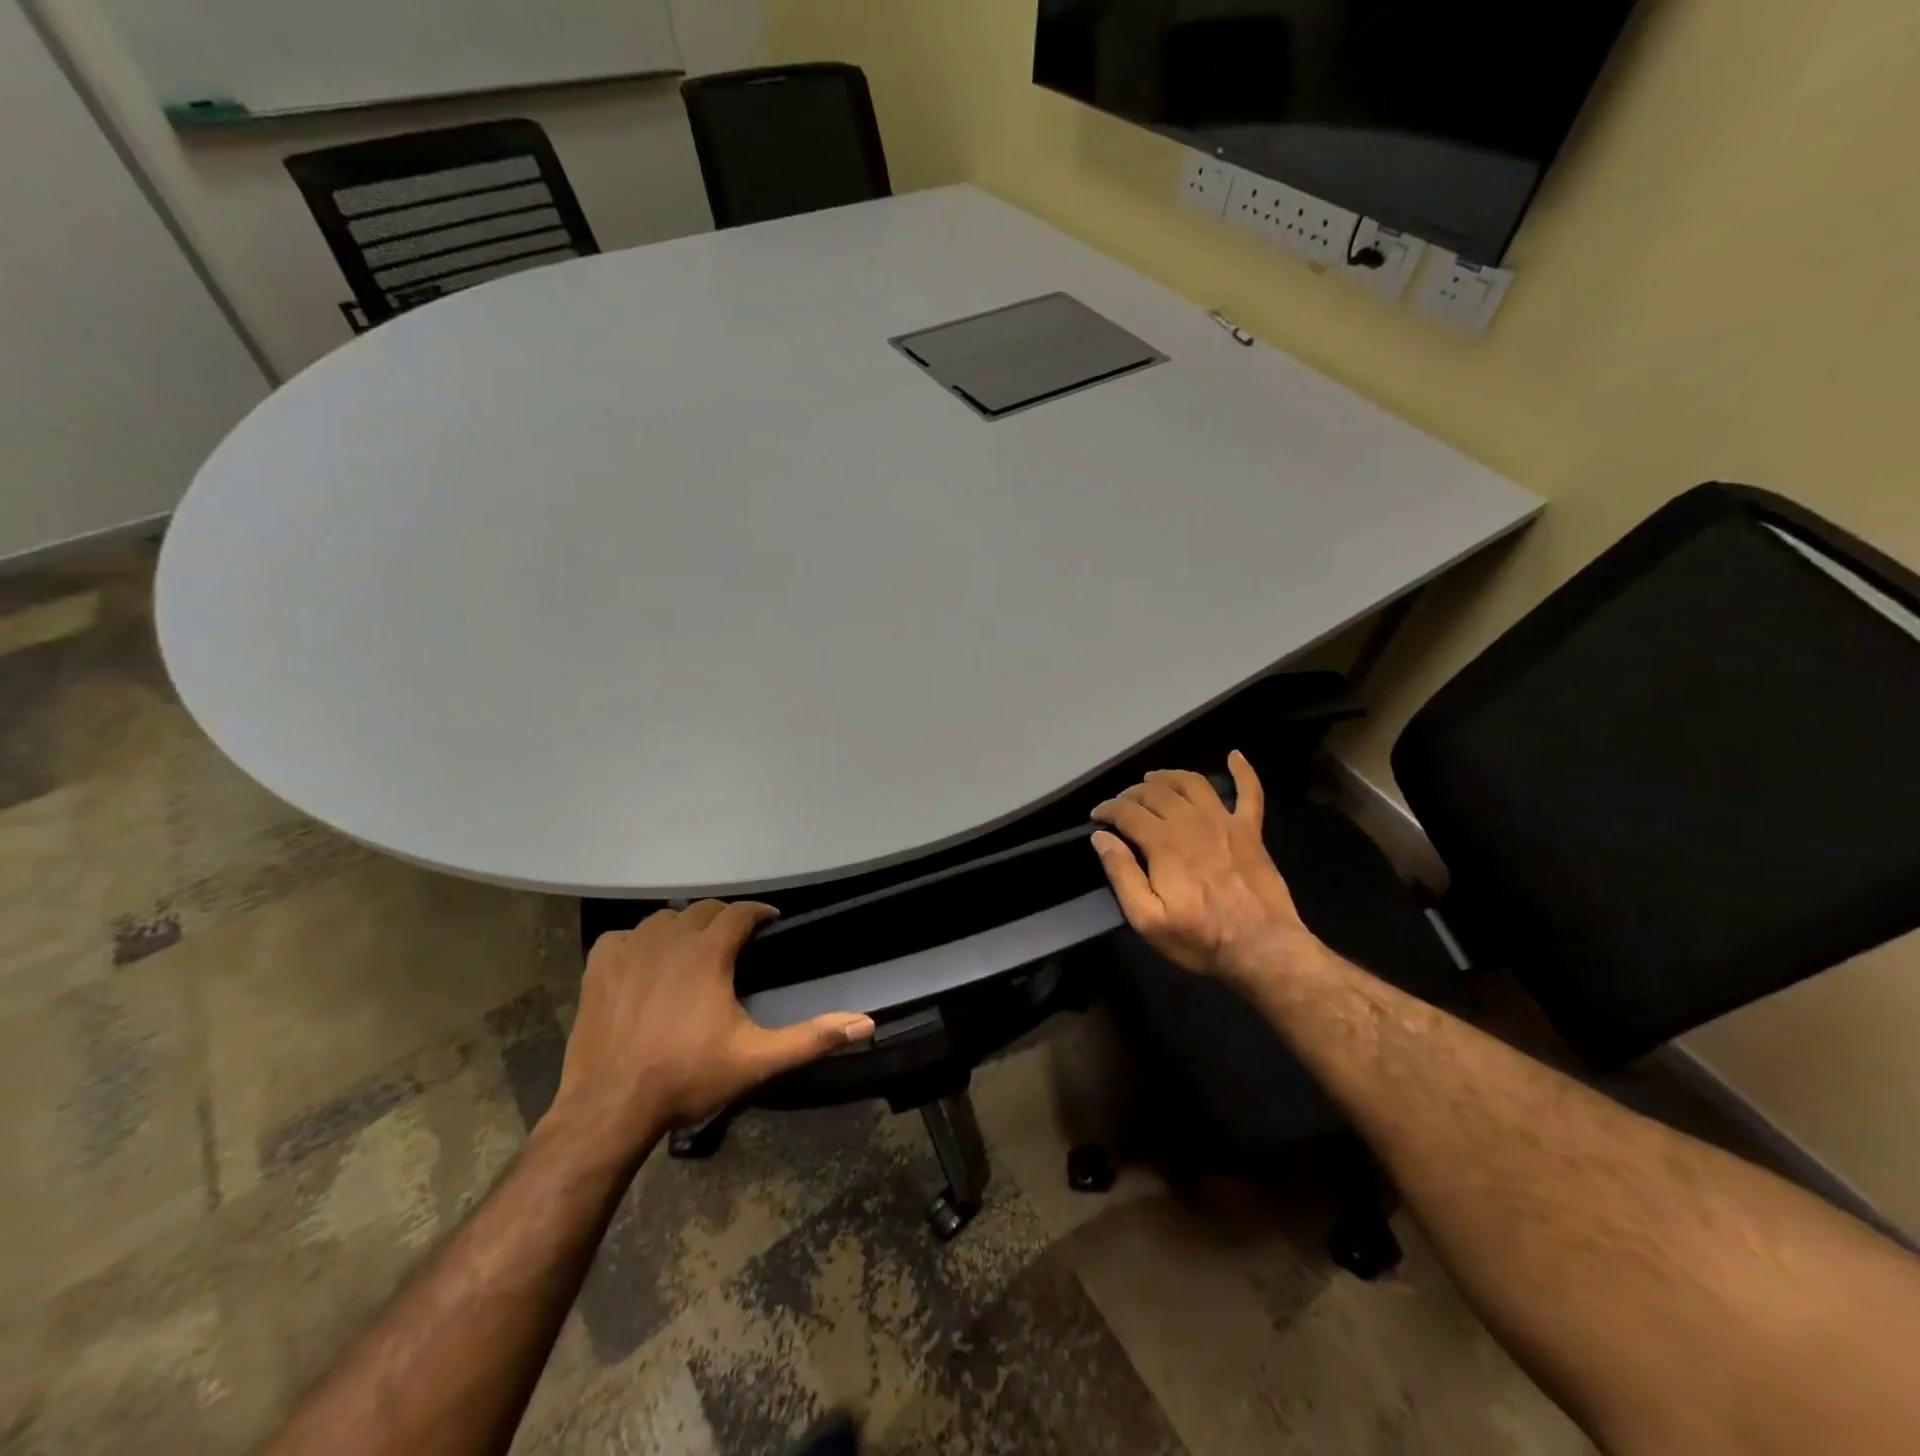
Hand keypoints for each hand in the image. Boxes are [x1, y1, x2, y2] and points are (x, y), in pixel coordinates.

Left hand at [541, 901, 874, 1159]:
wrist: (610, 1108)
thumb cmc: (687, 1078)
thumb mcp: (757, 1059)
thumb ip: (813, 1038)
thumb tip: (866, 1023)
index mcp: (708, 952)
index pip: (739, 911)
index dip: (759, 913)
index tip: (771, 923)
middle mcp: (669, 938)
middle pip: (703, 909)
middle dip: (723, 918)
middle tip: (737, 942)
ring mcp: (629, 948)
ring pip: (664, 919)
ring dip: (683, 927)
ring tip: (693, 951)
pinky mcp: (599, 966)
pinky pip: (624, 936)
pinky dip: (639, 942)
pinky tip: (645, 964)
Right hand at [1091, 751, 1316, 984]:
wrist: (1262, 948)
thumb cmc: (1200, 938)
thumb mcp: (1147, 919)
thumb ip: (1122, 874)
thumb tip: (1101, 838)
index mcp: (1163, 843)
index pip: (1127, 812)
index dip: (1107, 810)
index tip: (1096, 817)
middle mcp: (1192, 822)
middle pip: (1155, 792)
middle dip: (1132, 793)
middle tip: (1121, 804)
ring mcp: (1225, 822)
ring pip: (1192, 783)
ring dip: (1169, 776)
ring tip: (1154, 779)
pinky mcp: (1251, 831)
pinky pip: (1249, 792)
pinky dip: (1243, 771)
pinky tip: (1235, 755)